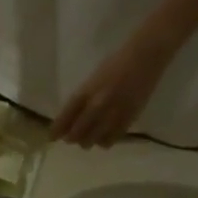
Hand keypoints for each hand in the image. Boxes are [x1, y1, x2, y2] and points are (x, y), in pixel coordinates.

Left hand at [51, 35, 170, 147]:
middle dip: (72, 138)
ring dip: (88, 141)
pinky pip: (110, 140)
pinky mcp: (128, 119)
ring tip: (89, 137)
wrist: (145, 57)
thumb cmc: (116, 64)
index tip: (52, 137)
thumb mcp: (93, 80)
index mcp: (86, 92)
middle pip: (76, 133)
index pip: (65, 117)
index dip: (56, 130)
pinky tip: (104, 136)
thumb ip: (82, 99)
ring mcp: (112, 113)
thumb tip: (70, 120)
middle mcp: (97, 105)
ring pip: (92, 140)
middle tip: (72, 138)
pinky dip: (104, 141)